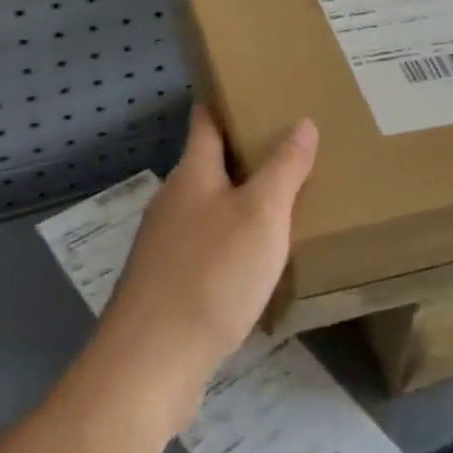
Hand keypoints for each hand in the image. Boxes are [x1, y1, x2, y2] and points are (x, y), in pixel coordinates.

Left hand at [96, 105, 318, 423]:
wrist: (151, 363)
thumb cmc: (211, 276)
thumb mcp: (260, 216)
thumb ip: (283, 168)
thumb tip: (301, 121)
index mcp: (192, 174)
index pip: (206, 121)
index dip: (226, 101)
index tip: (255, 88)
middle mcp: (174, 201)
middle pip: (209, 164)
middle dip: (245, 154)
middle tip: (291, 147)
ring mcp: (166, 244)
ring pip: (209, 208)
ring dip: (241, 200)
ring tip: (284, 200)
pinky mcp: (168, 284)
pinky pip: (207, 247)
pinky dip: (233, 241)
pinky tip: (258, 261)